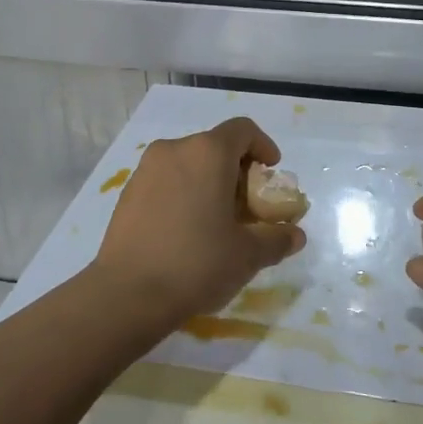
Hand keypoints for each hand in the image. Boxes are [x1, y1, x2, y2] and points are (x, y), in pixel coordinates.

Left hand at [90, 118, 305, 330]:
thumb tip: (295, 235)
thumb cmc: (197, 263)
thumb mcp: (248, 255)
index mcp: (207, 153)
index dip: (263, 146)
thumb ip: (276, 239)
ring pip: (187, 163)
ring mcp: (146, 170)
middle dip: (236, 170)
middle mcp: (174, 150)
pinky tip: (186, 230)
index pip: (242, 130)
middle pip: (214, 146)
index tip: (271, 171)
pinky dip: (183, 193)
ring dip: (208, 181)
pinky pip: (165, 181)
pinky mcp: (127, 192)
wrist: (128, 293)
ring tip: (217, 220)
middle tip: (248, 205)